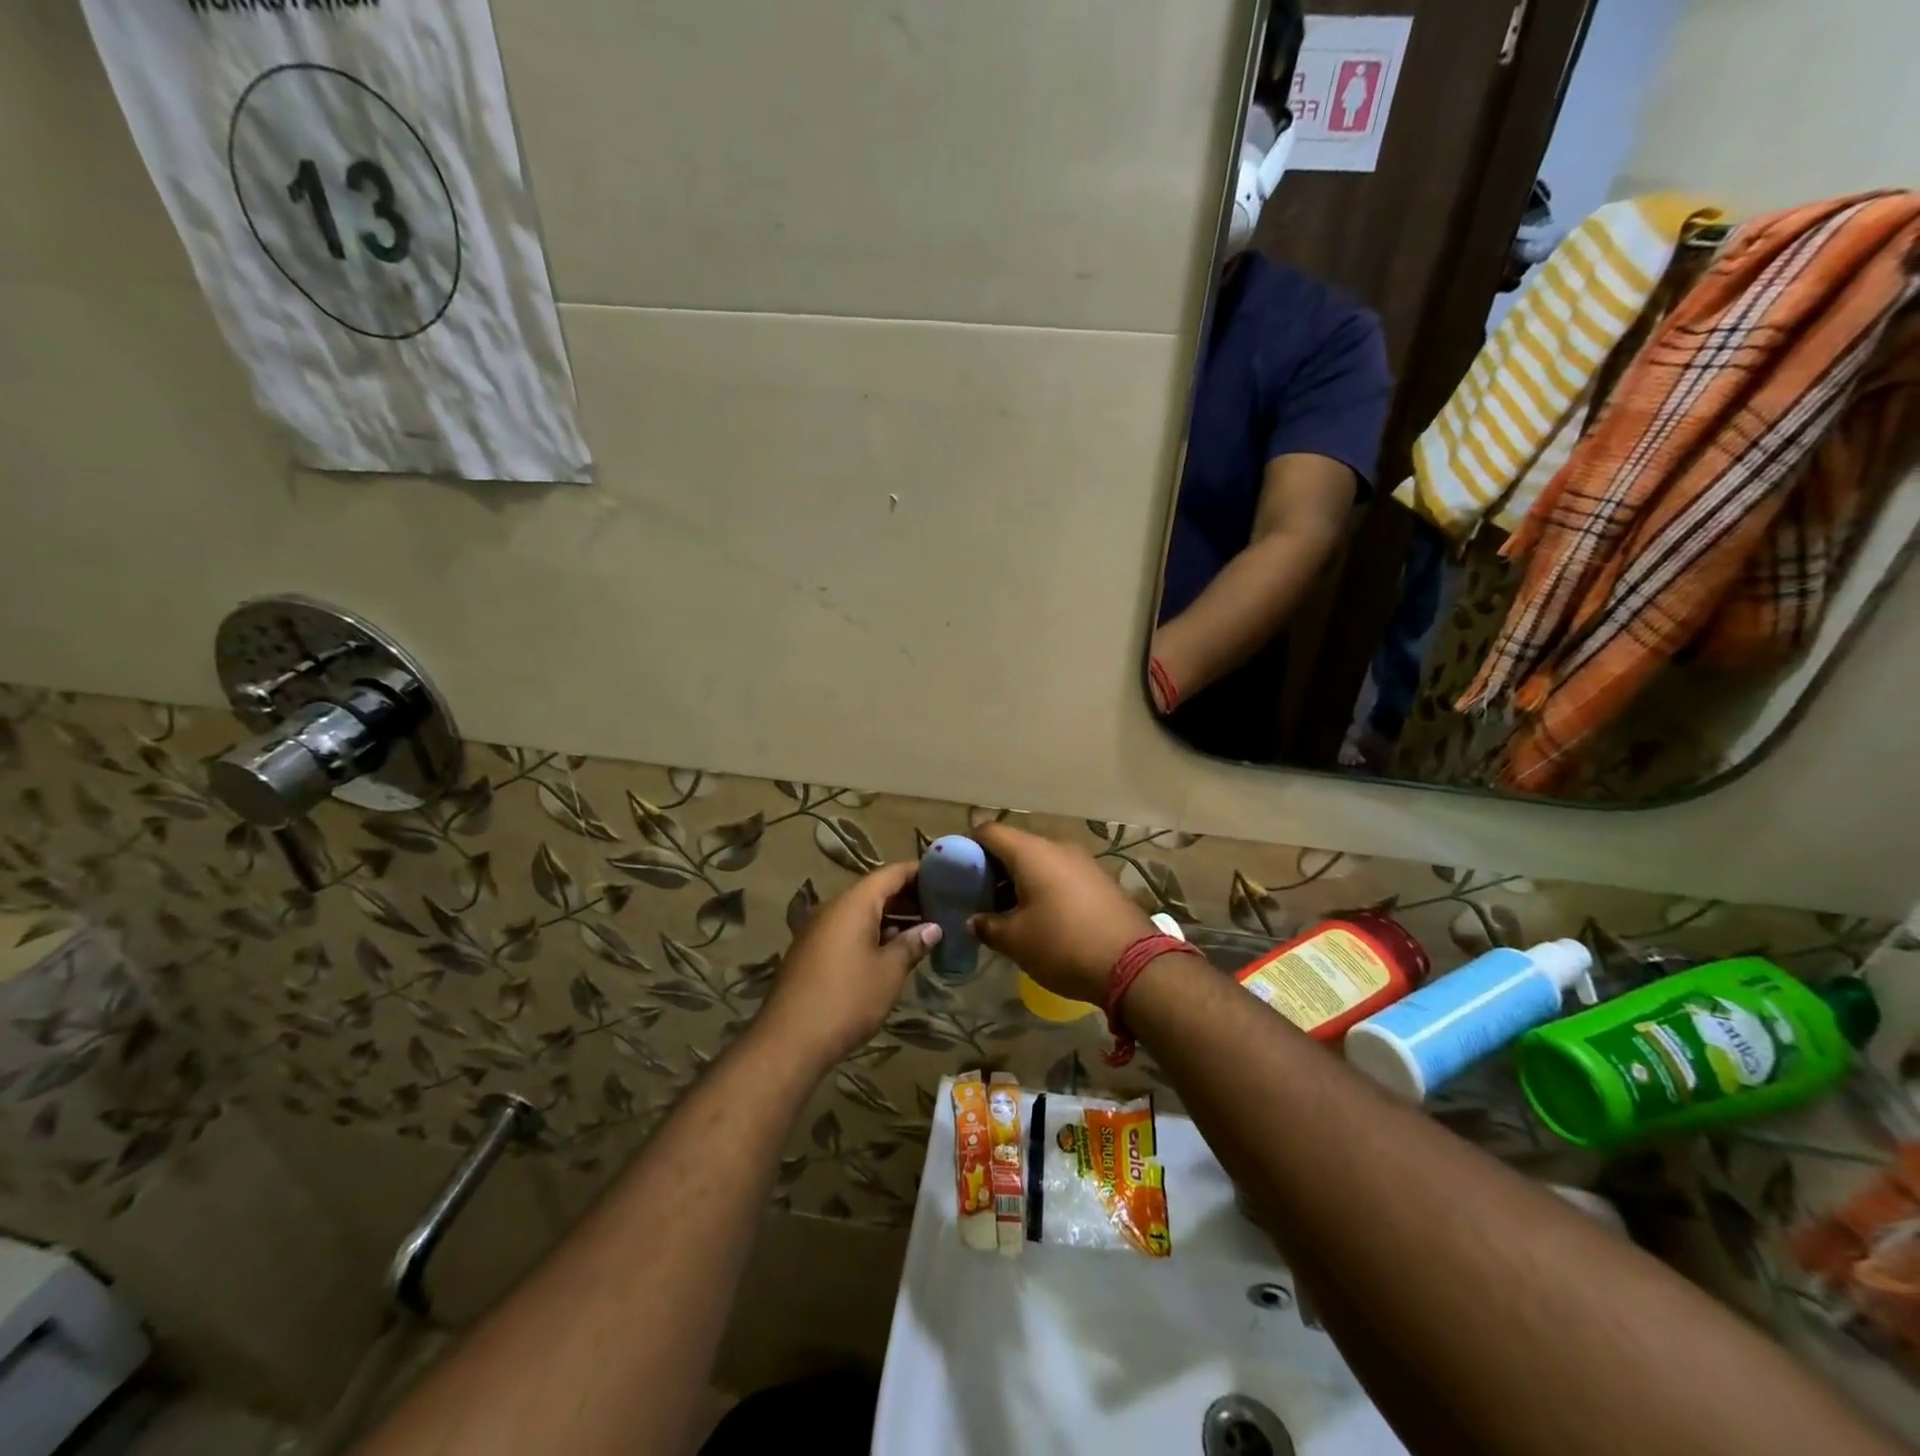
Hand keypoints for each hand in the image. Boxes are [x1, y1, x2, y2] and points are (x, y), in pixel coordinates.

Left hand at [760, 862, 940, 1068]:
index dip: (918, 872)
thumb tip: (933, 928)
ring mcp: (818, 930)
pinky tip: (891, 950)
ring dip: (891, 917)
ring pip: (860, 912)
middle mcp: (833, 908)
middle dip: (908, 896)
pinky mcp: (811, 952)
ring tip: (923, 929)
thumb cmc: (847, 999)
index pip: (891, 873)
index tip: (945, 876)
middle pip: (875, 890)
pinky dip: (872, 932)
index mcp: (854, 903)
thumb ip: (912, 944)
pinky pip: (847, 930)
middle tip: (940, 906)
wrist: (790, 1040)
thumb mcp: (889, 972)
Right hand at [970, 823, 1154, 1005]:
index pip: (989, 831)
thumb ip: (987, 925)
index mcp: (1031, 852)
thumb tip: (974, 920)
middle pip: (1014, 846)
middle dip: (992, 868)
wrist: (1134, 965)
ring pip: (1038, 861)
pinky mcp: (1099, 880)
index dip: (968, 847)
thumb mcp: (1015, 940)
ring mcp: (1082, 861)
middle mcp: (1057, 847)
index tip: (956, 872)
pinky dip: (1042, 887)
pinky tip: (1038, 916)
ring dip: (1018, 880)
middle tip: (977, 897)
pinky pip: (1060, 874)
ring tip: (1004, 911)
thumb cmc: (1063, 945)